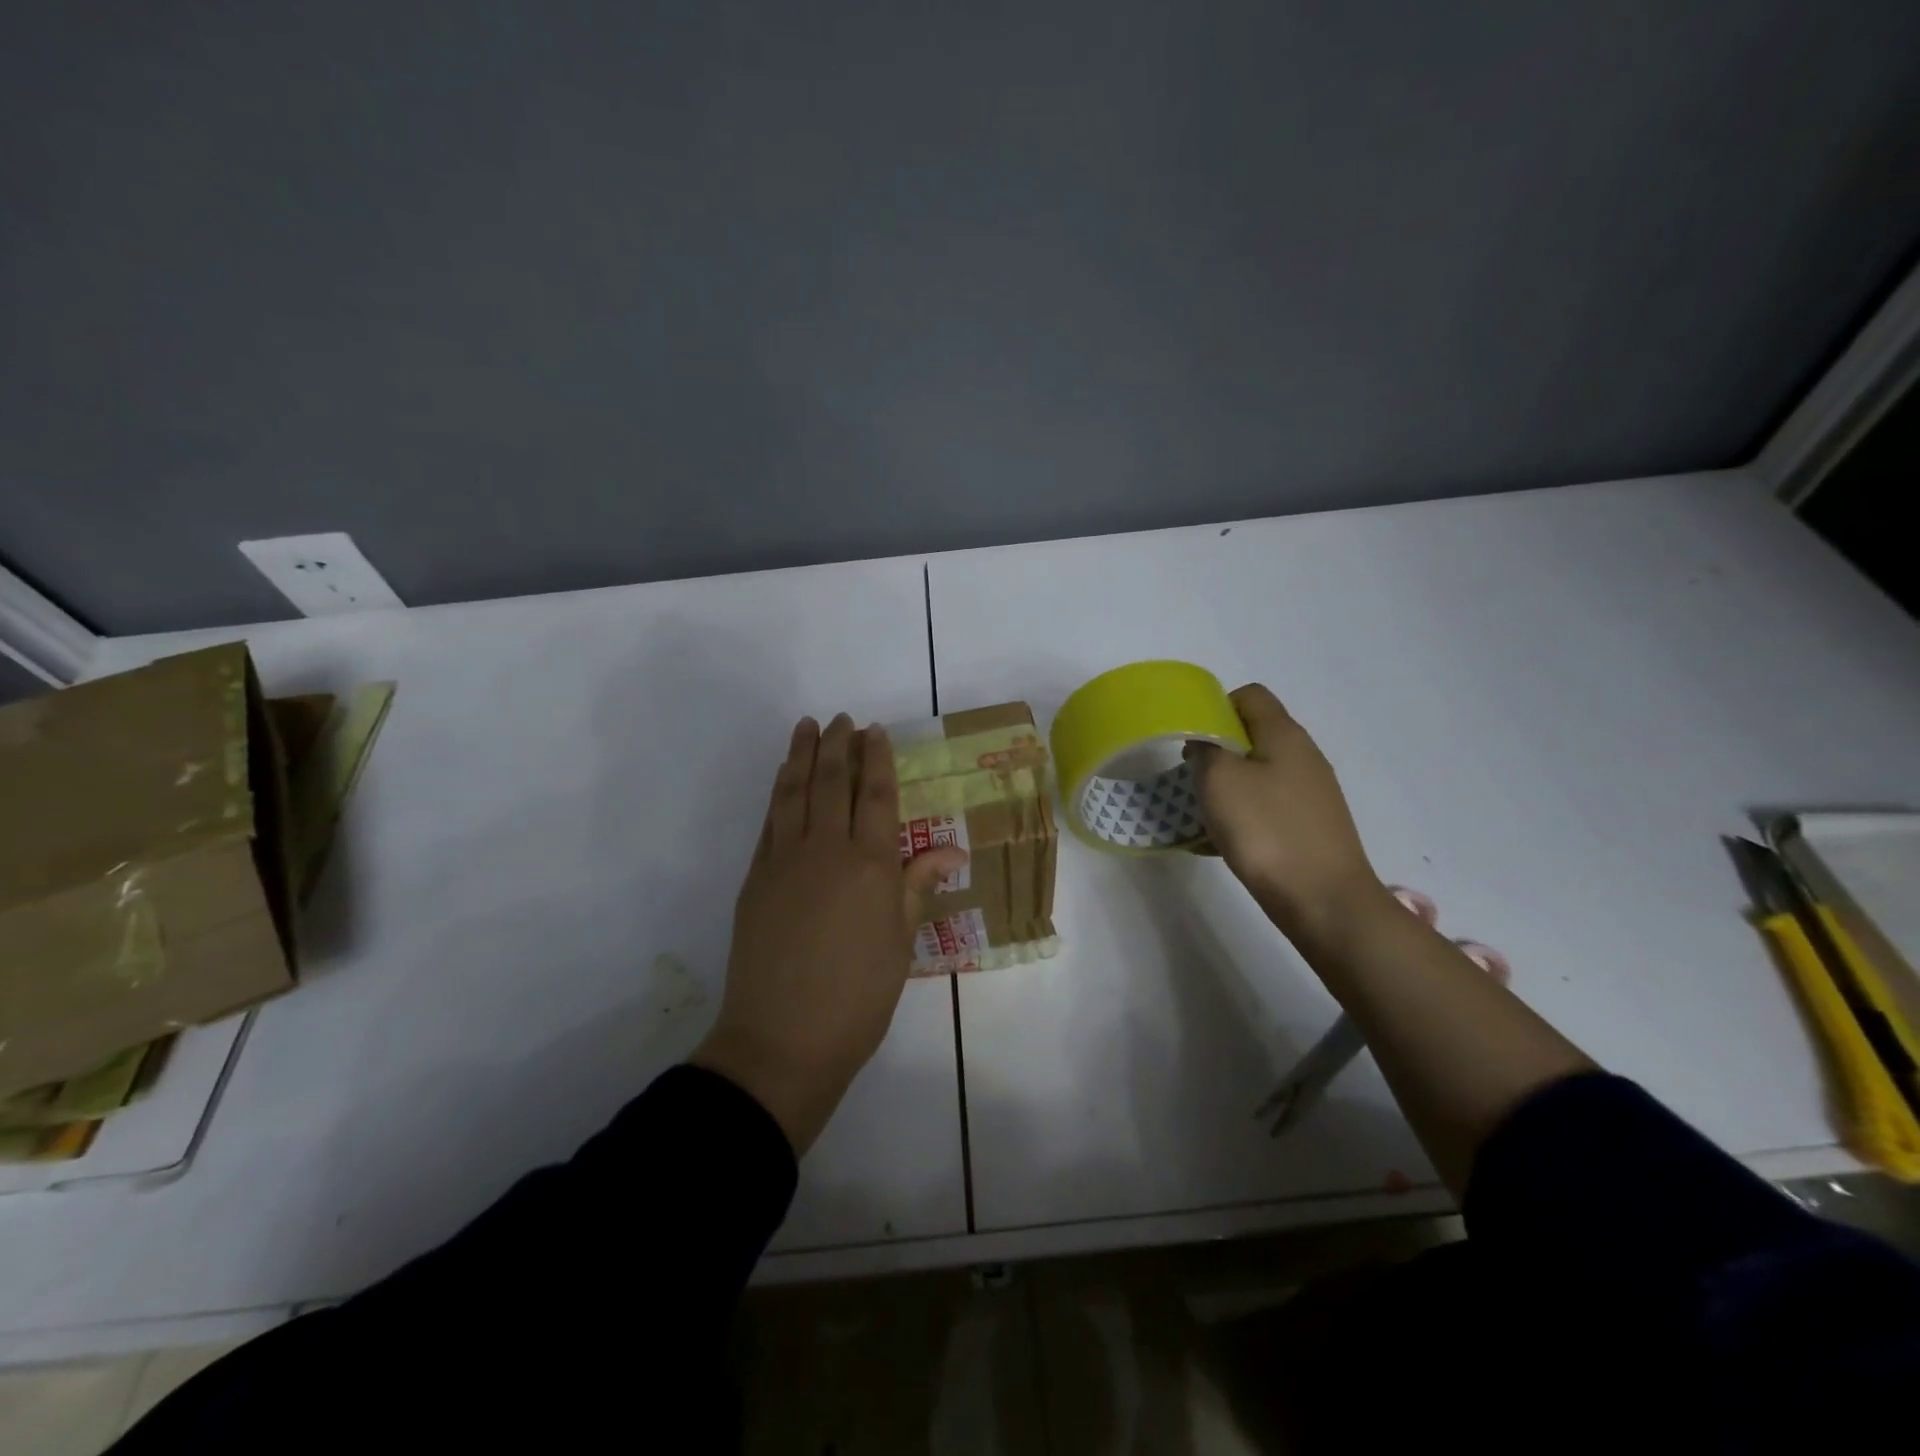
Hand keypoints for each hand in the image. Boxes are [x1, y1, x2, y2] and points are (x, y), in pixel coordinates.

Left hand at [692, 714, 965, 1153]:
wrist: (782, 1039)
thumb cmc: (858, 997)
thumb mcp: (900, 943)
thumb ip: (917, 886)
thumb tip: (952, 852)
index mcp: (870, 865)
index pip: (876, 796)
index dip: (877, 759)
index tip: (875, 731)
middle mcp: (826, 850)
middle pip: (832, 783)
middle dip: (839, 746)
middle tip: (842, 719)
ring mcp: (784, 860)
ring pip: (794, 793)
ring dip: (802, 756)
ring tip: (808, 727)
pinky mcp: (756, 877)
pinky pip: (770, 821)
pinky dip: (778, 792)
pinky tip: (783, 778)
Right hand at [1186, 684, 1385, 941]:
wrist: (1324, 900)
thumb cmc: (1267, 830)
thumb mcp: (1220, 781)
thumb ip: (1205, 751)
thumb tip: (1205, 744)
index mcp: (1284, 734)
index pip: (1250, 695)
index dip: (1216, 706)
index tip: (1191, 736)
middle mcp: (1304, 755)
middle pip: (1254, 734)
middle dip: (1217, 749)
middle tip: (1190, 776)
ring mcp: (1312, 792)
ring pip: (1260, 771)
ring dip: (1229, 784)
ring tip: (1204, 810)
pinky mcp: (1312, 824)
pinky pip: (1269, 804)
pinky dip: (1245, 813)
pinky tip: (1226, 839)